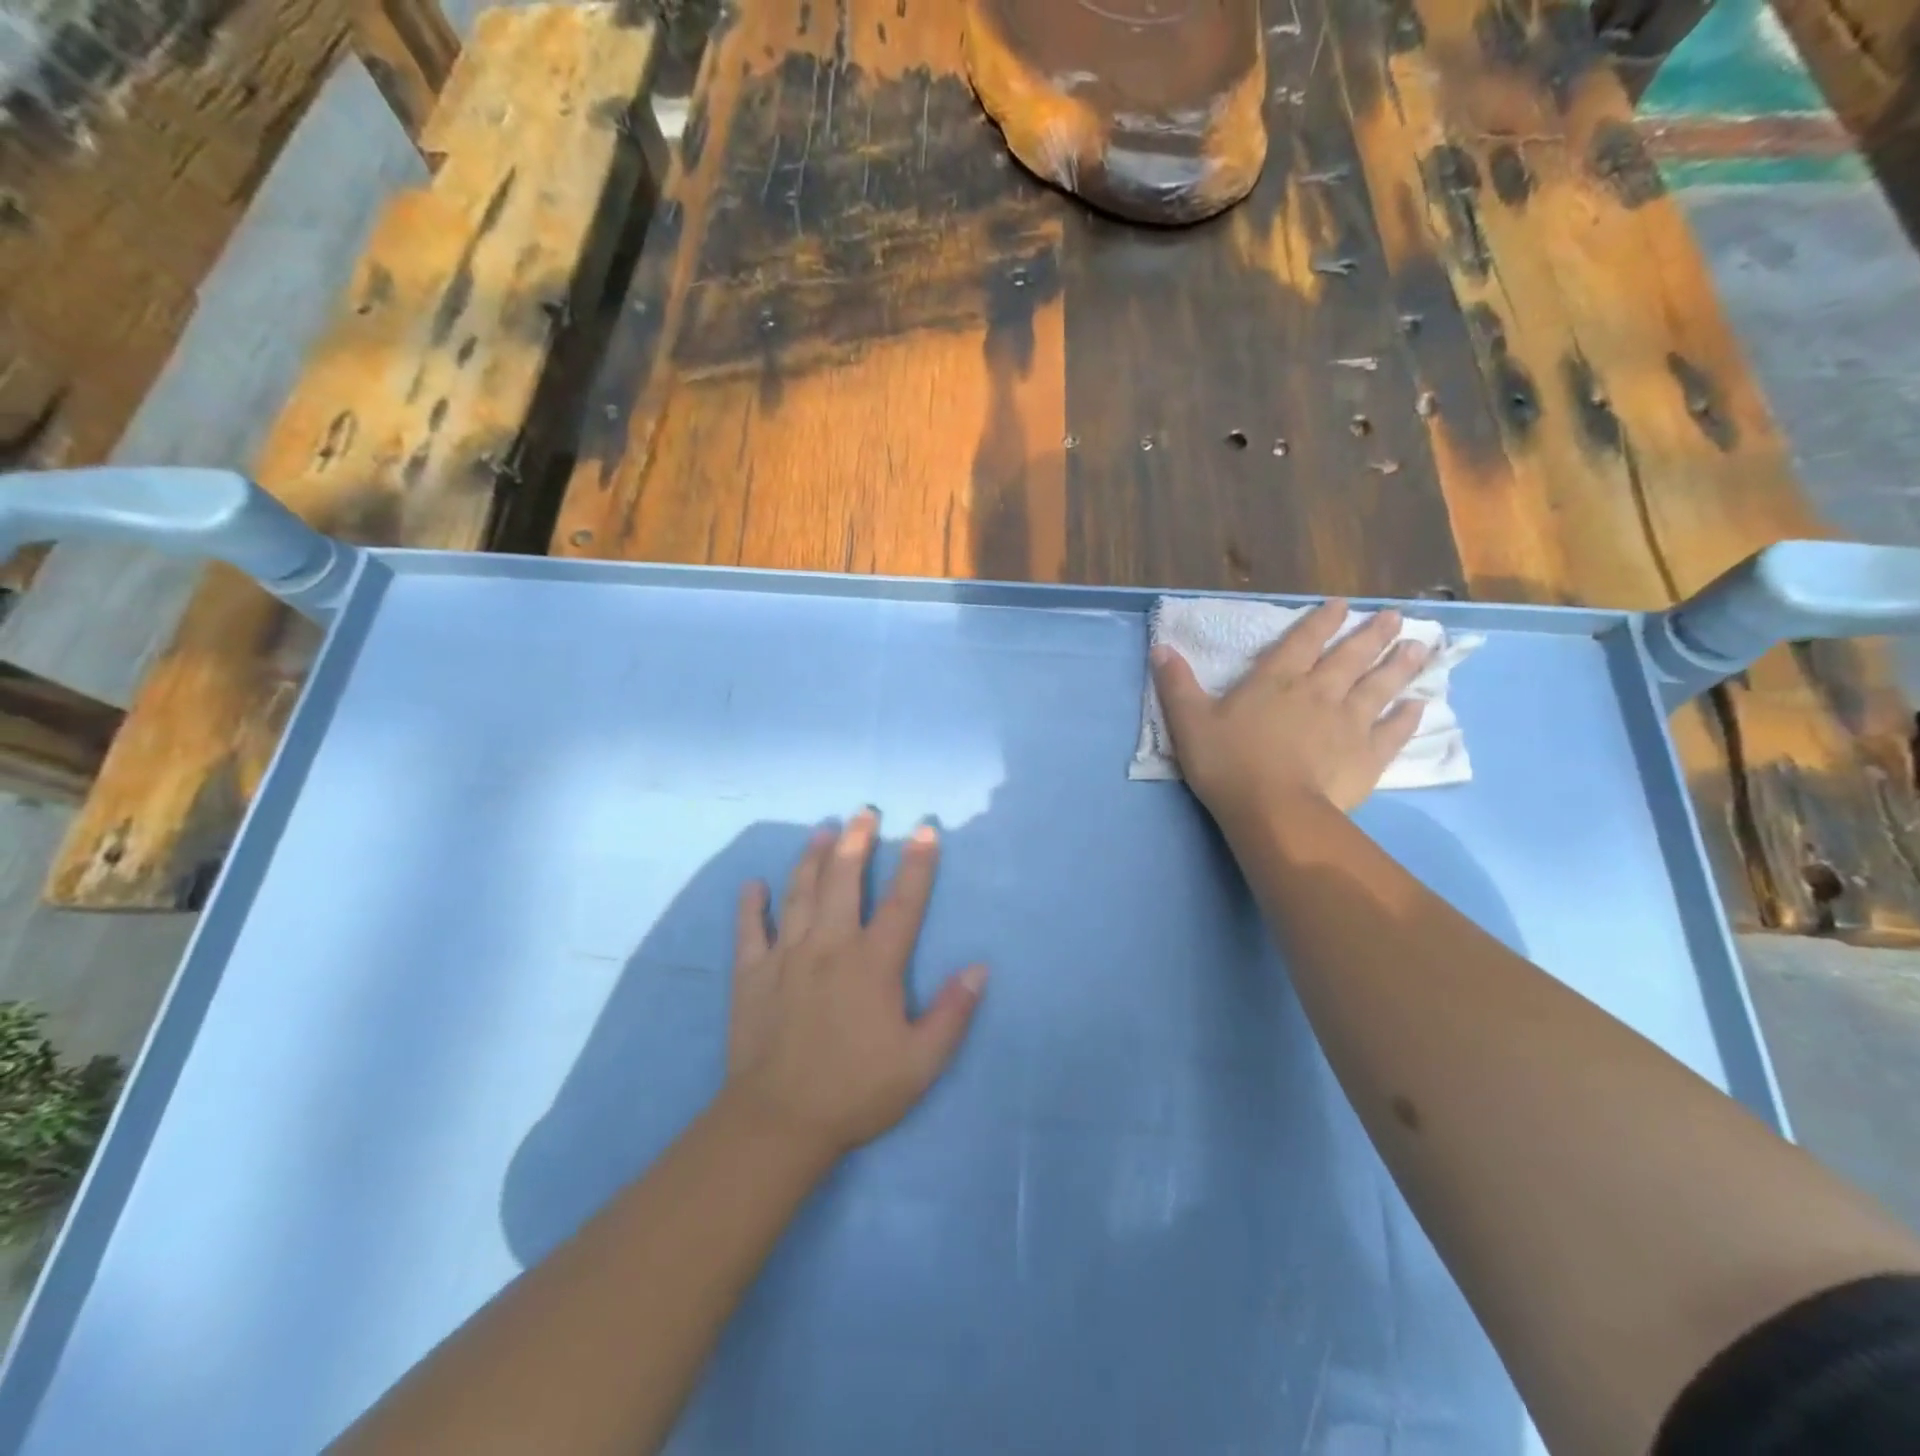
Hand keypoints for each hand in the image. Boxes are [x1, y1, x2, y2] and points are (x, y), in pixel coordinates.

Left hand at [723, 810, 986, 1159]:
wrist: (779, 1121)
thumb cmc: (857, 1090)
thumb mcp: (921, 1063)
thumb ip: (952, 1013)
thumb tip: (980, 968)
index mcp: (873, 964)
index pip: (904, 902)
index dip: (918, 864)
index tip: (925, 830)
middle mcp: (830, 947)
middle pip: (845, 881)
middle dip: (857, 842)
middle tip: (863, 812)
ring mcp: (786, 956)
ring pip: (800, 893)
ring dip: (812, 858)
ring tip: (822, 830)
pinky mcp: (751, 974)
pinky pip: (750, 930)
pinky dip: (752, 904)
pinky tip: (755, 884)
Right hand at [1151, 601, 1428, 820]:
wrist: (1273, 811)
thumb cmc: (1228, 764)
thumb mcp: (1189, 722)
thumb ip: (1176, 685)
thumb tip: (1160, 647)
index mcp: (1276, 681)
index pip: (1303, 641)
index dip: (1322, 620)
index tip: (1343, 604)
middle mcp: (1318, 692)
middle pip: (1351, 656)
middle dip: (1372, 634)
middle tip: (1396, 617)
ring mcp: (1349, 722)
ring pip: (1380, 686)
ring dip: (1400, 665)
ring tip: (1420, 647)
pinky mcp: (1367, 755)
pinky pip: (1393, 730)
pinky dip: (1407, 716)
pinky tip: (1419, 705)